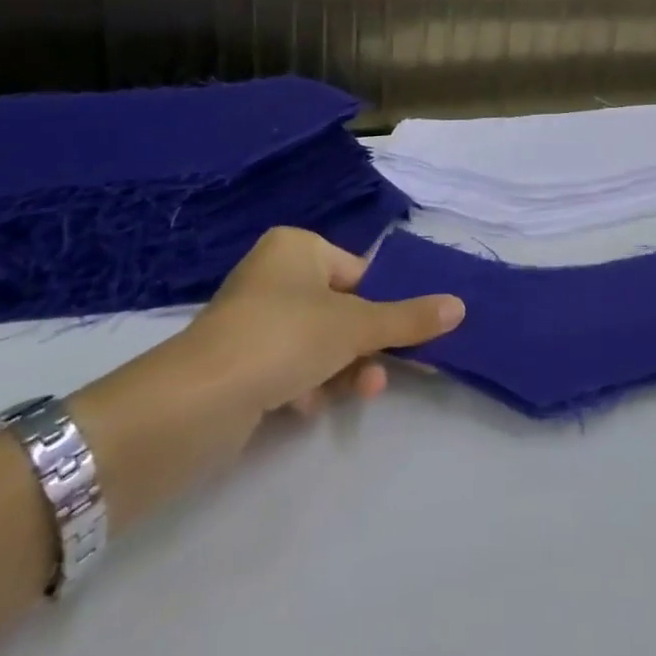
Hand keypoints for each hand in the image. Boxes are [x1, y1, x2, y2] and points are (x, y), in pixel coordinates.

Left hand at [70, 227, 462, 528]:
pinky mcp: (240, 364)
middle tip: (396, 372)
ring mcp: (254, 321)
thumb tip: (460, 306)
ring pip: (319, 343)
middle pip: (342, 310)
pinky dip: (308, 386)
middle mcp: (274, 276)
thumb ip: (408, 318)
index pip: (360, 273)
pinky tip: (307, 407)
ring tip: (362, 394)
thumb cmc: (283, 338)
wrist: (195, 403)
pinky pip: (290, 368)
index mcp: (297, 248)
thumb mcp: (355, 326)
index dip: (389, 306)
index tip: (417, 337)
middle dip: (368, 345)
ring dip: (344, 370)